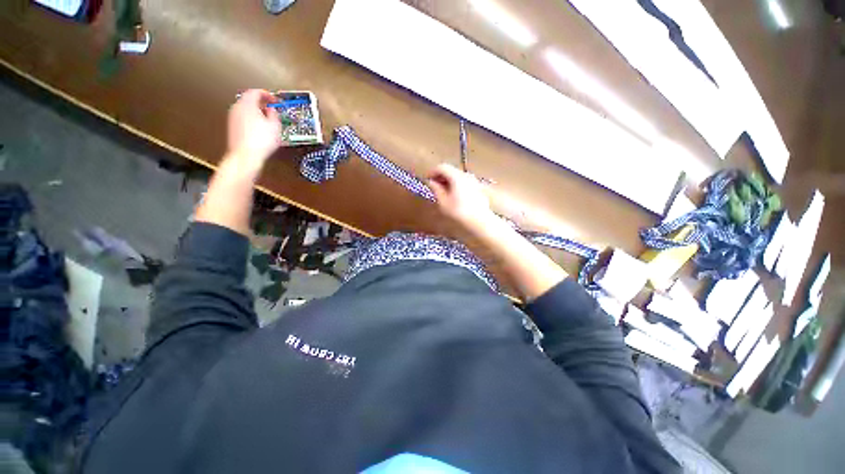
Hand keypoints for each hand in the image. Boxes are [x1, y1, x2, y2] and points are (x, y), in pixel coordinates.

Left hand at [226, 89, 282, 167]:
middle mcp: (237, 108)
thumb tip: (272, 110)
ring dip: (256, 112)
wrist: (246, 155)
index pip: (256, 92)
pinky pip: (243, 119)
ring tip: (267, 121)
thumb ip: (274, 114)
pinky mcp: (232, 128)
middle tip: (271, 109)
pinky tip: (260, 130)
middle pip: (248, 100)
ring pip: (245, 109)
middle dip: (261, 103)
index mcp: (247, 104)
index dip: (267, 94)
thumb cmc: (260, 141)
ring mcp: (233, 118)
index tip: (274, 99)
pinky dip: (251, 120)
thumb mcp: (275, 126)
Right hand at [427, 164, 496, 229]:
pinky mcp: (477, 188)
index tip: (426, 179)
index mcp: (456, 176)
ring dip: (448, 181)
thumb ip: (436, 189)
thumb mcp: (443, 202)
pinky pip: (464, 182)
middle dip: (440, 176)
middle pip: (451, 170)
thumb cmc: (459, 212)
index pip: (442, 167)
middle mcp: (466, 175)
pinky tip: (453, 196)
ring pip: (458, 176)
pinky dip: (456, 185)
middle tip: (433, 186)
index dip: (432, 172)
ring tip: (442, 191)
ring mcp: (473, 181)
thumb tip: (431, 182)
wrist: (480, 222)